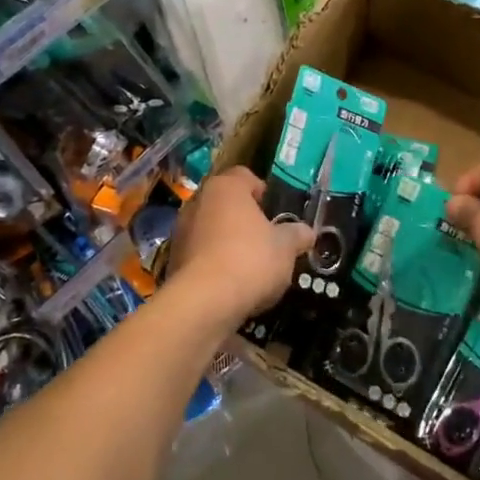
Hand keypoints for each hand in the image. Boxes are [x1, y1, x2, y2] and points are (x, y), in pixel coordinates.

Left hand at [167, 167, 312, 328]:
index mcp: (226, 187)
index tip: (275, 213)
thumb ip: (296, 235)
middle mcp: (198, 201)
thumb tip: (307, 232)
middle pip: (225, 203)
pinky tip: (230, 284)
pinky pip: (199, 254)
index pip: (244, 176)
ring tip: (249, 266)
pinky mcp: (172, 259)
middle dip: (244, 219)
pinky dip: (213, 263)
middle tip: (266, 239)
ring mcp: (181, 230)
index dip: (262, 191)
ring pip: (210, 228)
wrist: (203, 303)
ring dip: (227, 241)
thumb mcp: (285, 247)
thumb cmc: (250, 260)